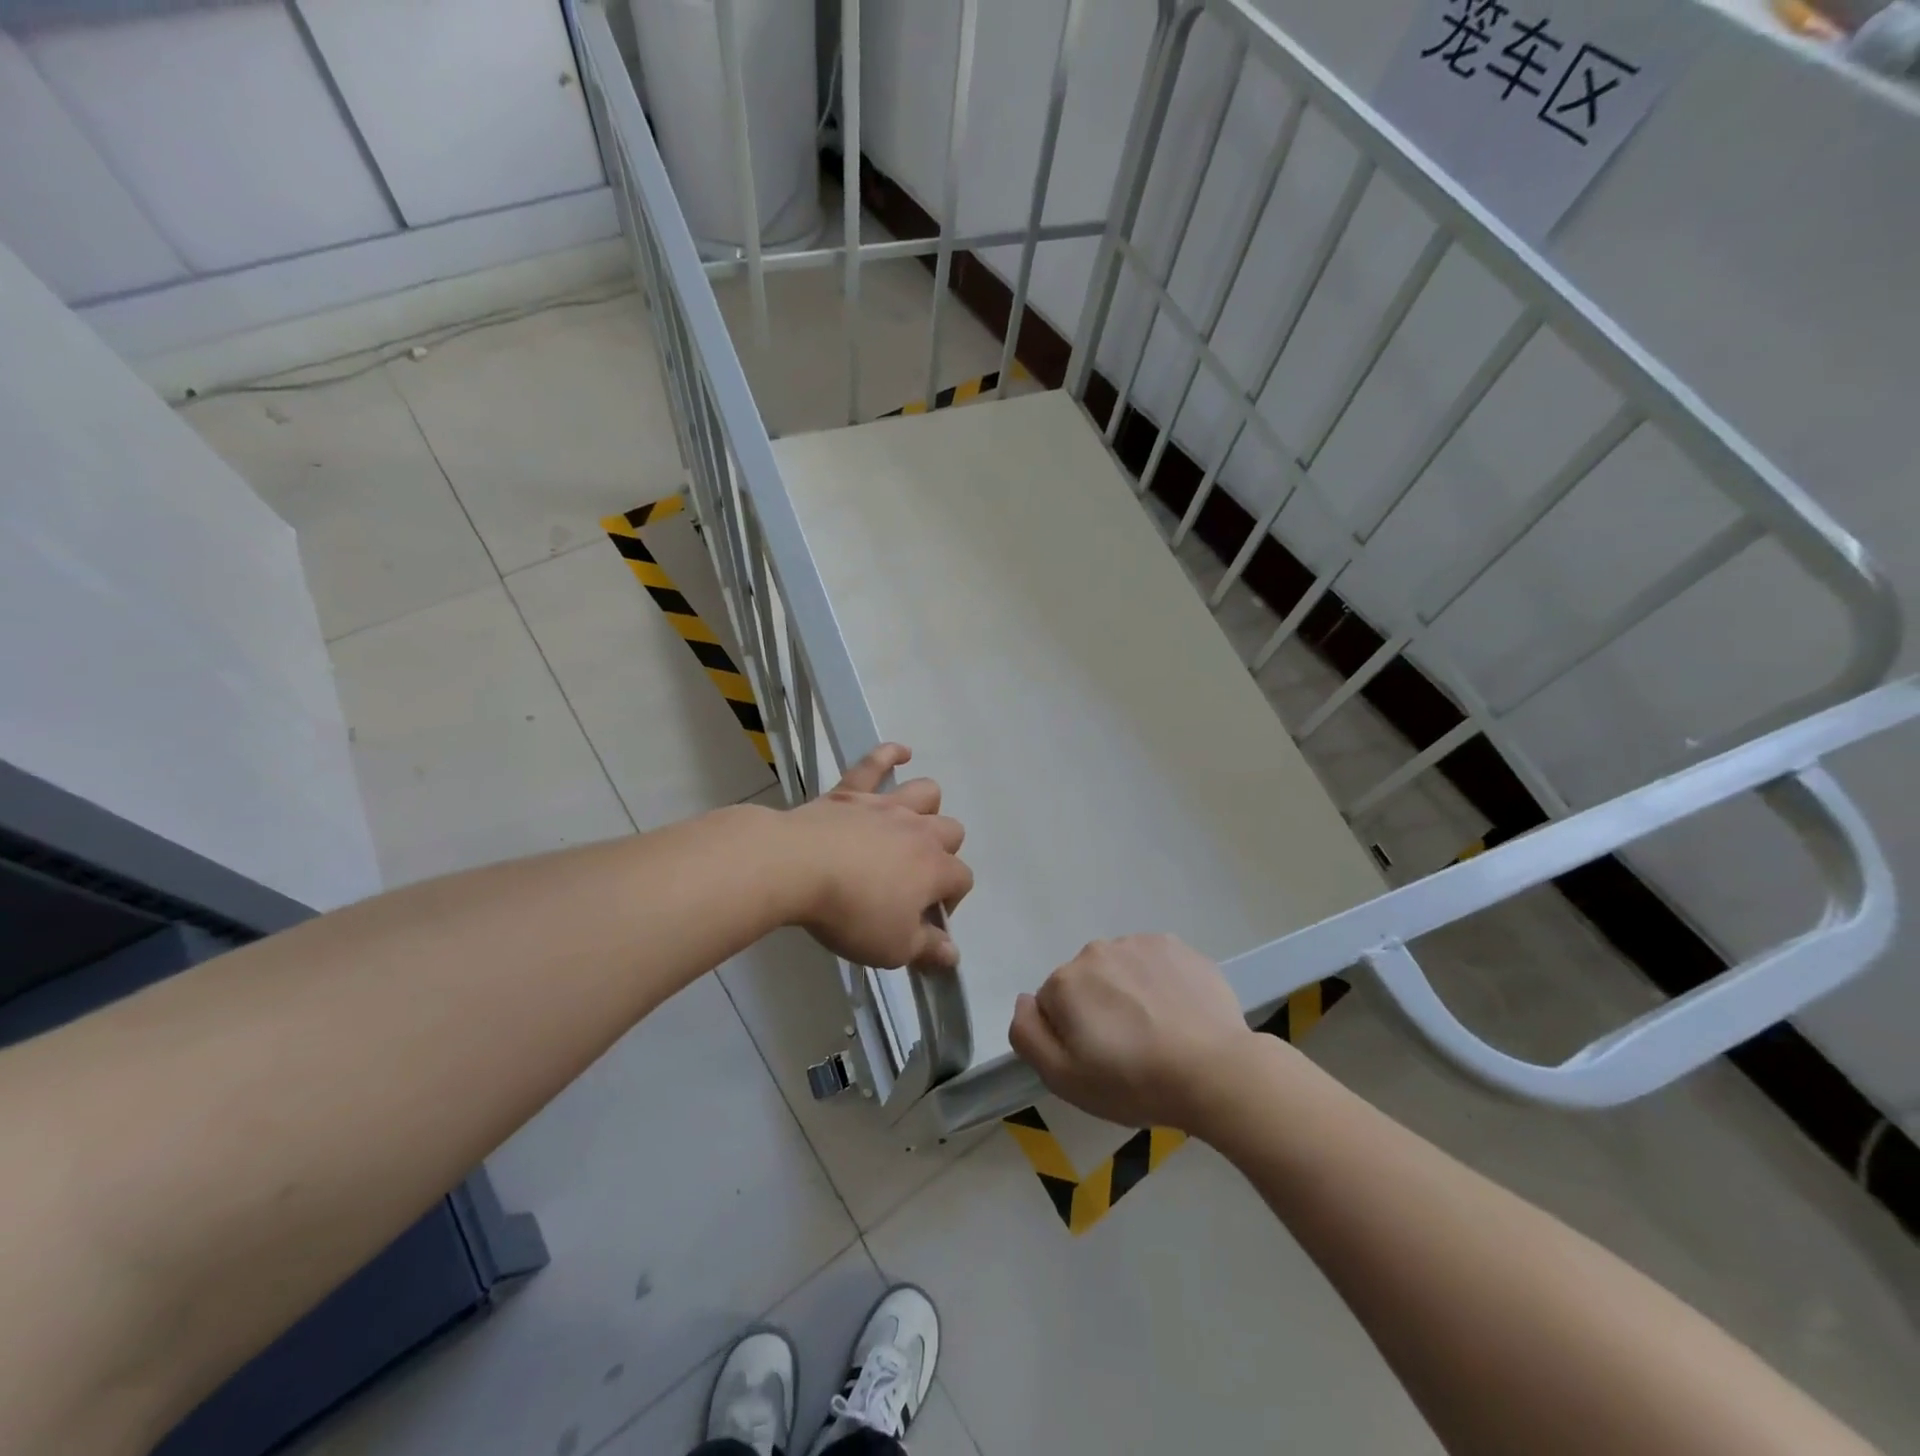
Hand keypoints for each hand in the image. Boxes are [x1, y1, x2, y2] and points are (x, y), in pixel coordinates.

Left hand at [784, 744, 972, 970]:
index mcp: (935, 868)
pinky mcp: (851, 792)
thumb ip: (928, 949)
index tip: (926, 922)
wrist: (796, 867)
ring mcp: (886, 806)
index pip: (962, 880)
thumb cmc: (850, 912)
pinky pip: (875, 763)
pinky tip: (900, 752)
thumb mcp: (893, 947)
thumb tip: (954, 955)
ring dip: (927, 806)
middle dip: (944, 853)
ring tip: (913, 824)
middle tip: (916, 878)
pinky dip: (889, 754)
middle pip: (952, 832)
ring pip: (926, 792)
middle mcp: (919, 830)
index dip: (951, 902)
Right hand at [1009, 935, 1263, 1129]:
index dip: (1070, 1036)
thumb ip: (1028, 1035)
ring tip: (1157, 1033)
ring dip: (1128, 993)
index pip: (1051, 1005)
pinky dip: (1158, 983)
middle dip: (1097, 1008)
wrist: (1215, 1072)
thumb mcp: (1064, 1078)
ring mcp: (1138, 943)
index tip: (1098, 1060)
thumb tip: (1023, 1001)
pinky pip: (1153, 963)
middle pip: (1085, 982)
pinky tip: (1177, 1013)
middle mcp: (1096, 951)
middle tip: (1127, 1050)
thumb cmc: (1133, 1081)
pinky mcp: (1176, 946)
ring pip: (1119, 970)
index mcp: (1065, 981)